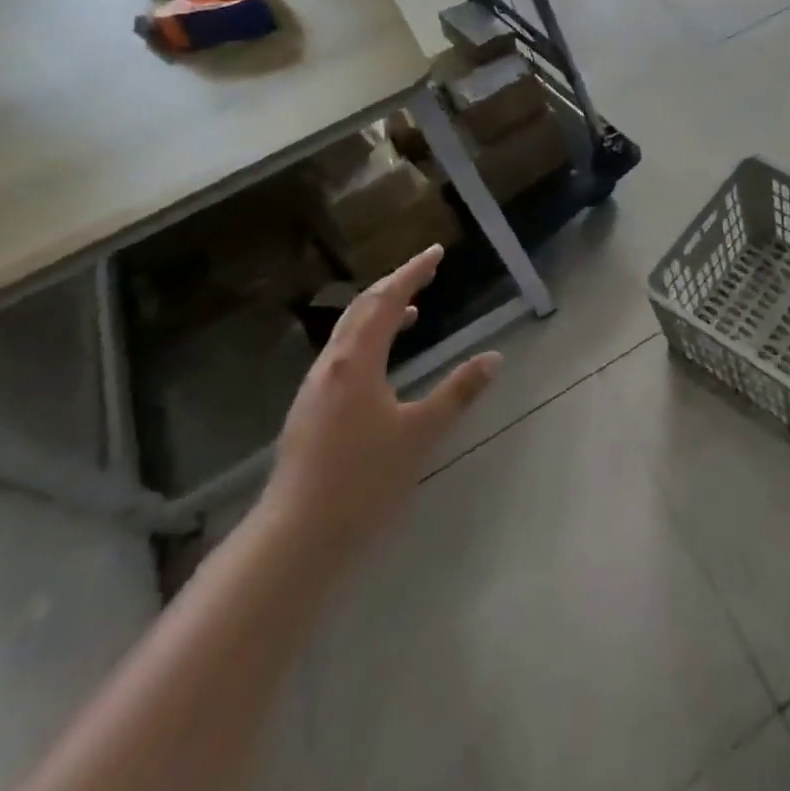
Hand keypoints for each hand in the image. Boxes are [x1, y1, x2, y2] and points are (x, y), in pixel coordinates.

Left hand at [264, 245, 498, 553]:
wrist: (295, 538)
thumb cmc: (363, 480)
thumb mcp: (420, 433)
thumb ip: (458, 392)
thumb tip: (494, 358)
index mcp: (356, 362)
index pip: (387, 301)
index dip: (412, 273)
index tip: (436, 252)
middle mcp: (331, 366)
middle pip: (361, 309)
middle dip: (395, 284)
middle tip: (425, 271)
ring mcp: (316, 389)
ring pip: (348, 333)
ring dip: (379, 312)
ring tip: (412, 311)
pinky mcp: (310, 411)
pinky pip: (343, 355)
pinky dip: (368, 339)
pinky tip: (383, 362)